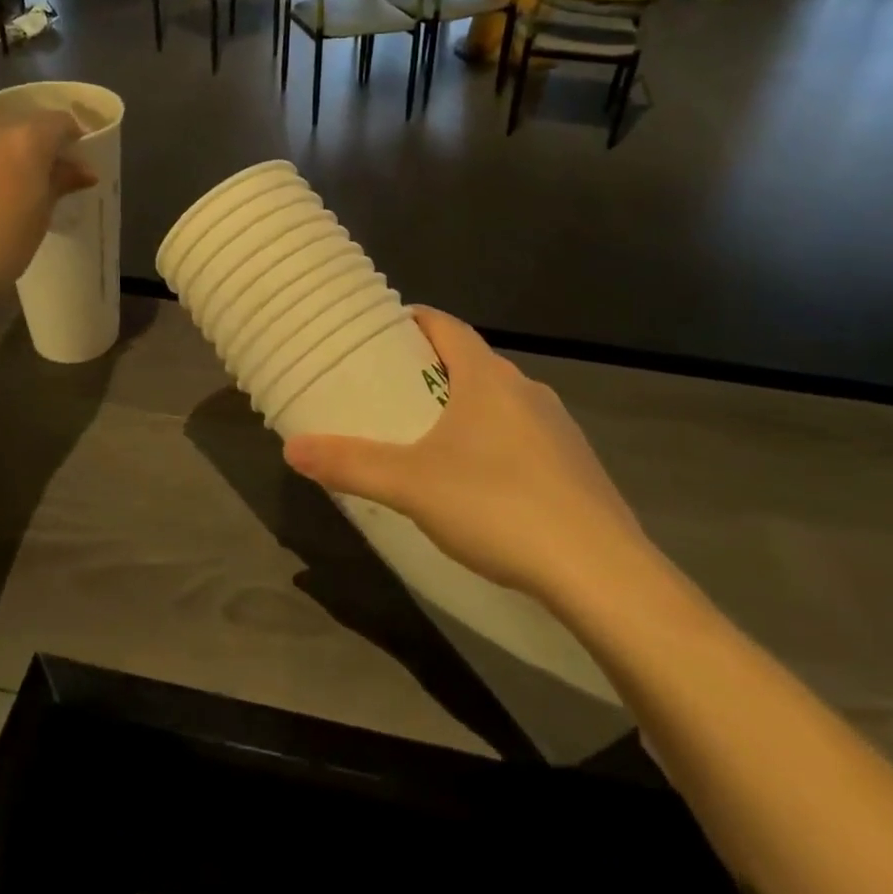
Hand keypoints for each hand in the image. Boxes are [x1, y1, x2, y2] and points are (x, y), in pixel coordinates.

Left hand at [0, 94, 94, 306]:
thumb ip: (60, 183)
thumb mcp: (39, 218)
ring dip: (2, 126)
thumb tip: (83, 170)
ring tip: (2, 151)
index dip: (72, 137)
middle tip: (39, 164)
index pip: (61, 123)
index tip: (74, 157)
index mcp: (29, 141)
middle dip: (37, 135)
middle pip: (24, 116)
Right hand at [283, 308, 648, 600]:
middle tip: (395, 391)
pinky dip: (498, 443)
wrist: (601, 572)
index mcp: (487, 378)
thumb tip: (292, 449)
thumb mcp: (411, 486)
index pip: (446, 326)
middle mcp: (526, 390)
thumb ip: (350, 465)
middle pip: (473, 362)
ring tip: (433, 439)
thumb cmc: (497, 506)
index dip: (415, 321)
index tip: (385, 330)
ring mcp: (559, 427)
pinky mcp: (579, 466)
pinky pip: (527, 437)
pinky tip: (485, 485)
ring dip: (468, 408)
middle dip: (434, 370)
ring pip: (502, 401)